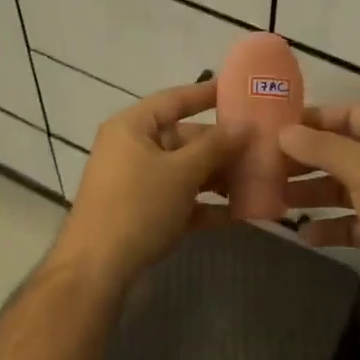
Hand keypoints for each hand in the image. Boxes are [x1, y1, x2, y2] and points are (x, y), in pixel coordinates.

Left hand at [48, 81, 244, 288]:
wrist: (97, 269)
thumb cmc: (138, 207)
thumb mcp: (181, 172)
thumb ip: (216, 146)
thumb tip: (246, 124)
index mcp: (132, 128)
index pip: (174, 99)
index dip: (207, 94)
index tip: (241, 90)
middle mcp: (132, 149)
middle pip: (184, 138)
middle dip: (222, 146)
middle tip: (262, 147)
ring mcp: (137, 183)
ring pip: (185, 171)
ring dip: (219, 177)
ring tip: (258, 180)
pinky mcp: (143, 213)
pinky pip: (180, 200)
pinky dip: (206, 205)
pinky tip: (240, 214)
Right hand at [279, 104, 359, 307]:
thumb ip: (321, 147)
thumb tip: (283, 132)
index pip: (350, 114)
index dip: (314, 120)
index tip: (276, 129)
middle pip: (343, 152)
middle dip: (307, 161)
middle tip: (267, 168)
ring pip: (344, 187)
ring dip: (313, 193)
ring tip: (276, 200)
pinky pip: (351, 221)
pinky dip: (330, 226)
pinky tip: (304, 234)